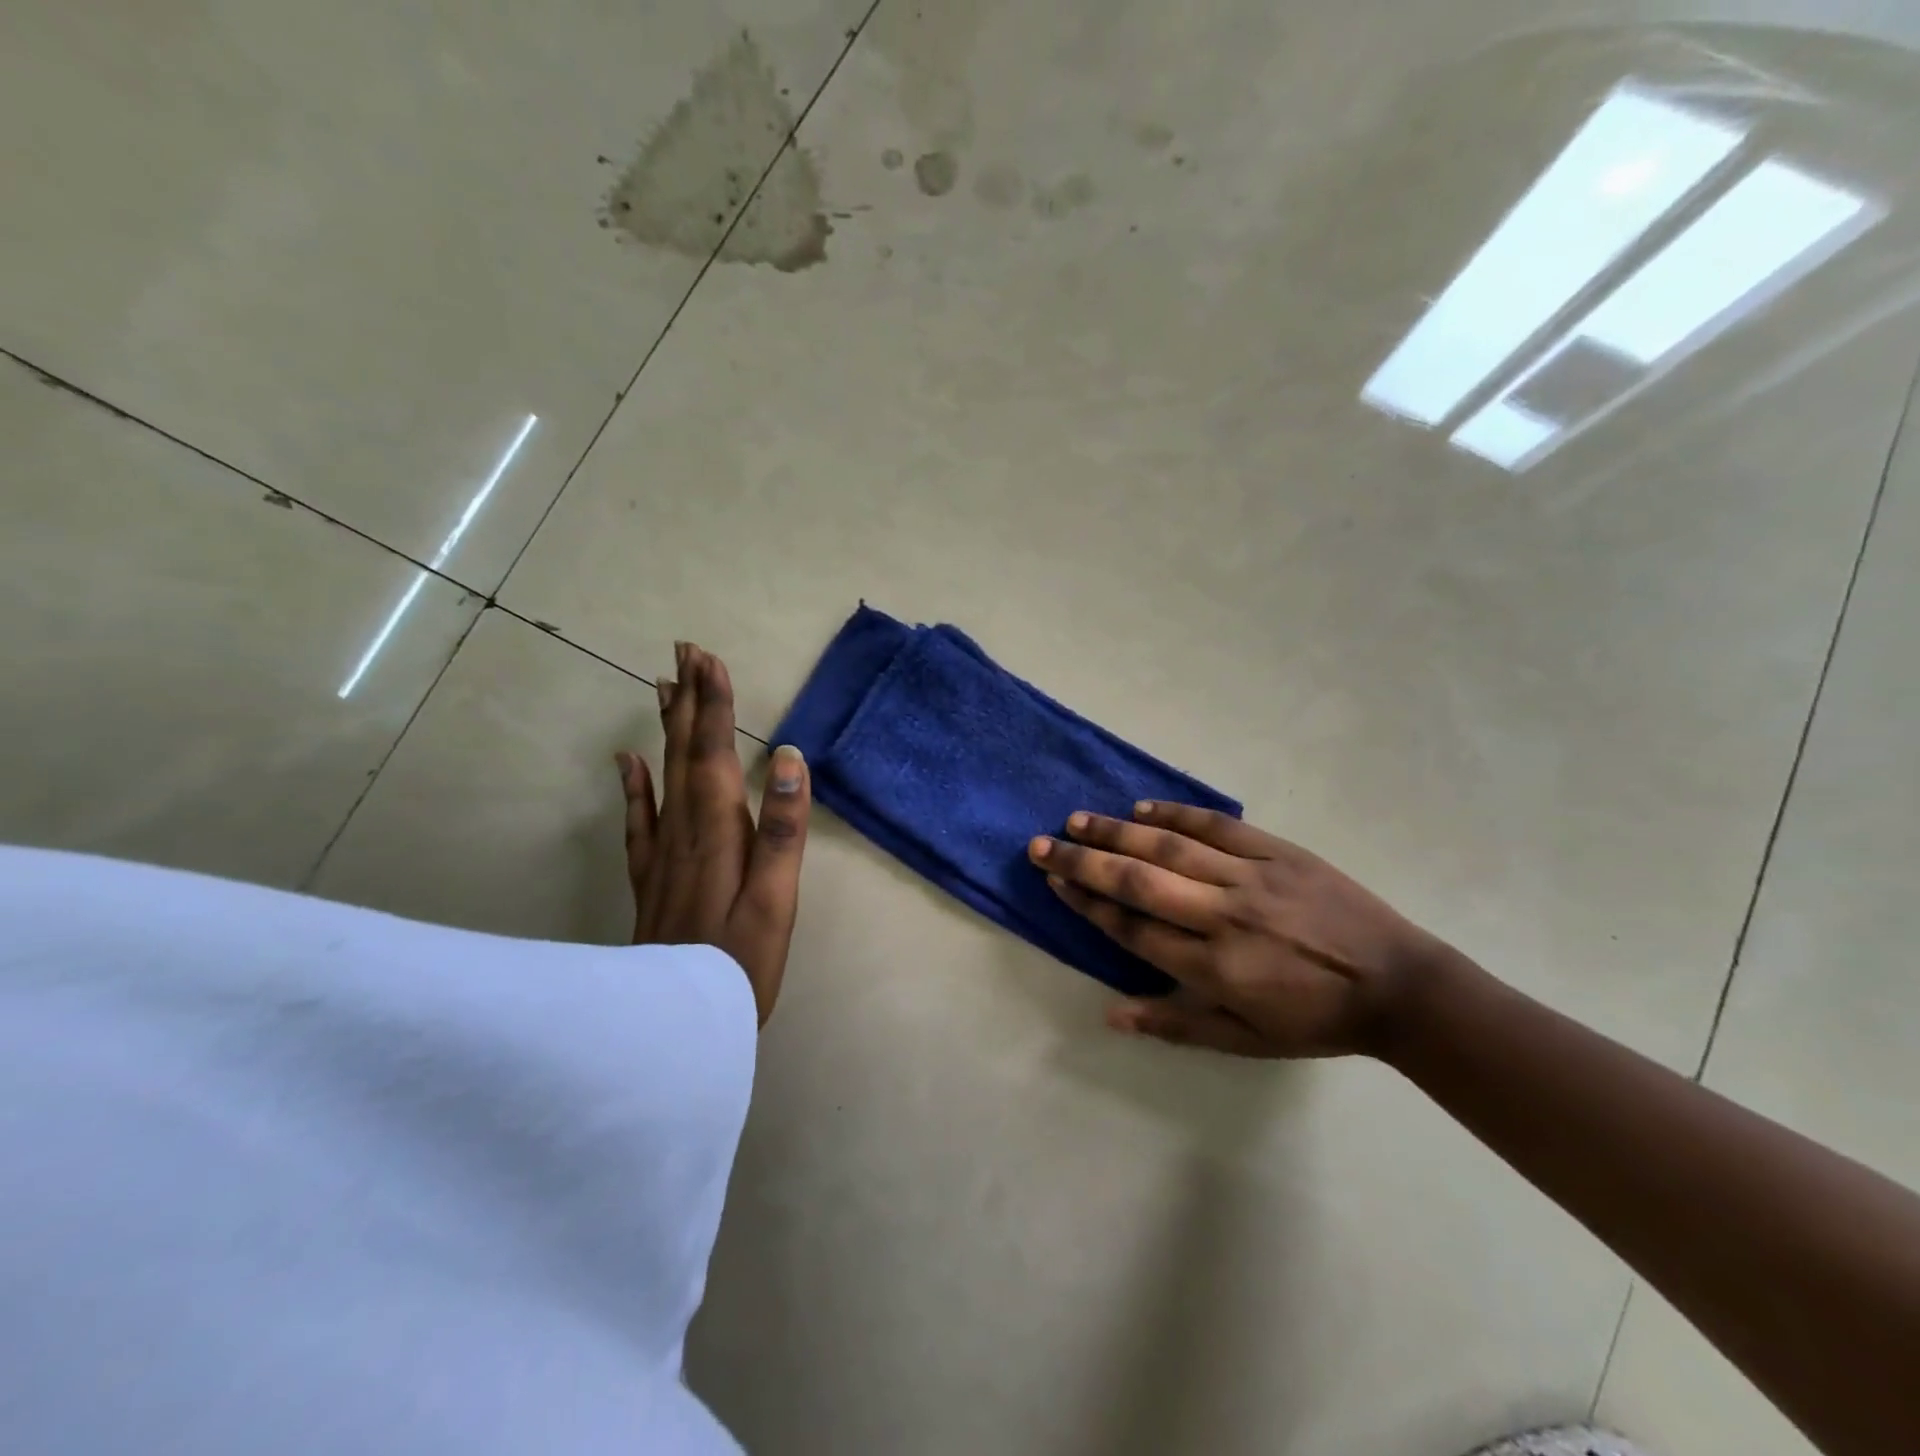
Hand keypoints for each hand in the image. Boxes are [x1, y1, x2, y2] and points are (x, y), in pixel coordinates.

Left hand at [618, 642, 811, 1025]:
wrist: (674, 1024)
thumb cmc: (740, 963)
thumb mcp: (776, 901)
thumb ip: (783, 830)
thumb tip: (791, 758)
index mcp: (719, 832)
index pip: (715, 753)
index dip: (714, 705)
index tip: (709, 659)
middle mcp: (685, 831)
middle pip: (685, 754)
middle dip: (689, 701)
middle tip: (684, 652)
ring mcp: (661, 854)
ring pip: (662, 775)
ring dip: (666, 729)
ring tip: (663, 687)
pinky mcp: (650, 877)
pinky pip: (639, 820)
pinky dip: (634, 785)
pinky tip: (628, 762)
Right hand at [1029, 802, 1453, 1057]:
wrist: (1400, 985)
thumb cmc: (1316, 1020)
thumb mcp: (1245, 1040)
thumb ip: (1175, 1024)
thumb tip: (1110, 1014)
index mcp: (1214, 966)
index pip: (1133, 927)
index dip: (1087, 903)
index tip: (1054, 880)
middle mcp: (1223, 915)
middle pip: (1139, 881)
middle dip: (1084, 861)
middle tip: (1042, 844)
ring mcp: (1252, 877)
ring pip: (1171, 846)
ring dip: (1118, 831)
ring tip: (1077, 819)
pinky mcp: (1279, 851)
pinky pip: (1218, 827)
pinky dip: (1178, 813)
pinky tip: (1143, 805)